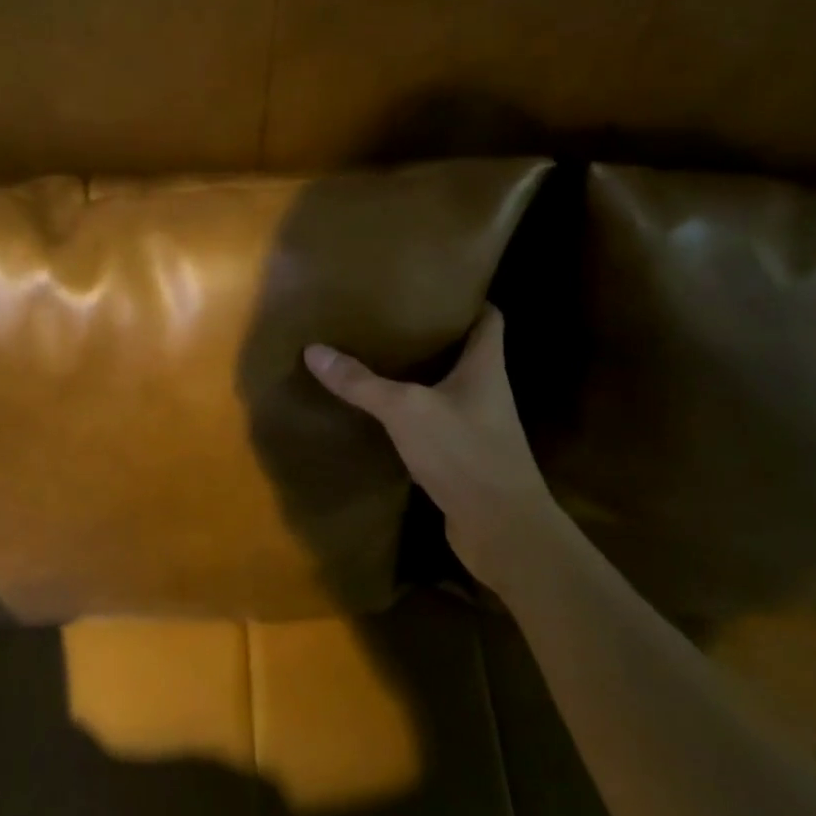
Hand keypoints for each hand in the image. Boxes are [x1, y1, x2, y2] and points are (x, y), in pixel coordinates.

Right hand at [304, 305, 559, 559]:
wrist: (501, 529)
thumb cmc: (464, 453)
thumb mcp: (405, 410)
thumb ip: (361, 382)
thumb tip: (314, 350)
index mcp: (485, 367)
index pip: (489, 317)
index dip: (469, 298)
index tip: (434, 286)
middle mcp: (487, 391)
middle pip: (465, 351)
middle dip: (432, 334)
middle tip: (390, 319)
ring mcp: (477, 426)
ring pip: (448, 388)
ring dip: (420, 375)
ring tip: (378, 357)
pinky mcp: (464, 457)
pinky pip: (435, 422)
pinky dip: (412, 413)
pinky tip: (382, 412)